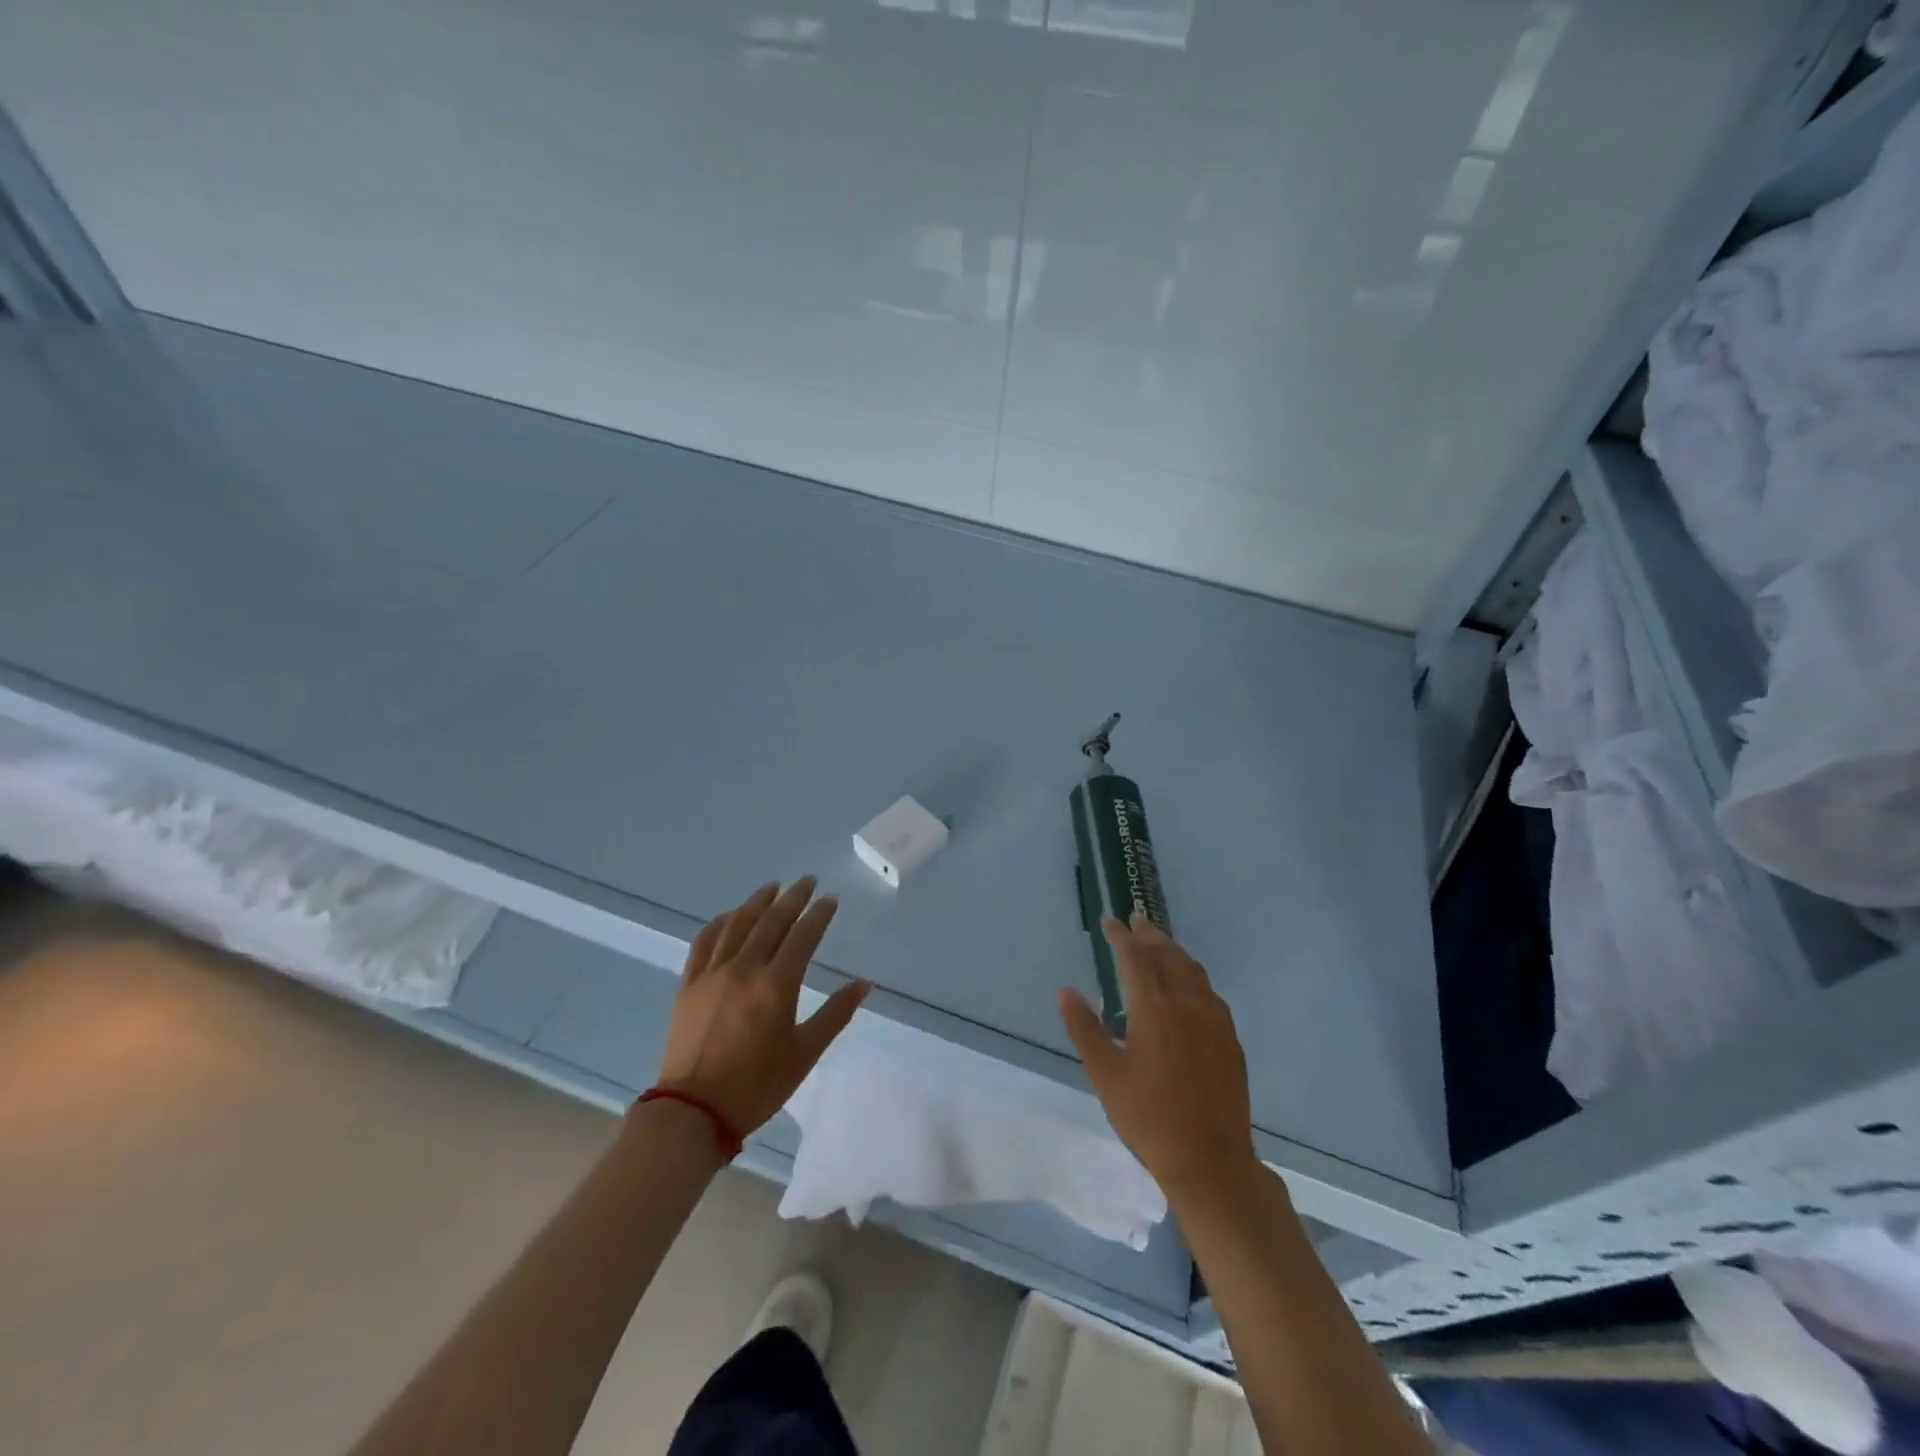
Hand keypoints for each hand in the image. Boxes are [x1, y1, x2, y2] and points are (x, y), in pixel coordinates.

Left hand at [655, 877, 870, 1137]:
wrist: (693, 1113)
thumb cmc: (757, 1086)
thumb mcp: (805, 1053)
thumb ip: (835, 1014)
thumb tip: (864, 984)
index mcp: (776, 985)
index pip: (803, 936)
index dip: (819, 914)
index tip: (830, 899)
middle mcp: (744, 969)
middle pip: (771, 921)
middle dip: (792, 897)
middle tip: (807, 880)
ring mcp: (712, 974)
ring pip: (737, 924)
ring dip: (758, 901)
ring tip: (772, 887)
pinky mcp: (689, 985)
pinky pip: (704, 942)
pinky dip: (720, 923)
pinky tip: (730, 916)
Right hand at [1059, 913, 1256, 1198]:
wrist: (1210, 1161)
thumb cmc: (1148, 1118)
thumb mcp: (1105, 1075)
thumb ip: (1085, 1029)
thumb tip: (1065, 991)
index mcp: (1154, 1008)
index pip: (1134, 958)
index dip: (1121, 936)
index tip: (1110, 921)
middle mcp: (1187, 1003)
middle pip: (1168, 955)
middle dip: (1150, 935)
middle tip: (1136, 920)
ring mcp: (1214, 1020)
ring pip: (1193, 970)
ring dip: (1173, 950)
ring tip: (1159, 943)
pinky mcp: (1230, 1038)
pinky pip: (1209, 991)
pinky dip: (1192, 974)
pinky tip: (1188, 984)